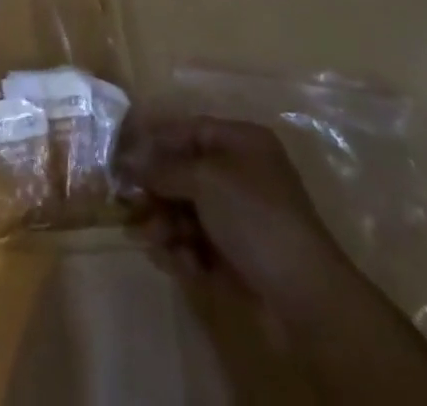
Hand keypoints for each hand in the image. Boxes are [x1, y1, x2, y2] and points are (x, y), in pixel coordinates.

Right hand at [117, 108, 350, 311]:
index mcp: (242, 143)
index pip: (189, 129)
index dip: (155, 139)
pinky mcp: (238, 256)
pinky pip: (199, 242)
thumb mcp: (204, 180)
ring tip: (153, 239)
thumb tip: (130, 161)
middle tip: (129, 204)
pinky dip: (184, 250)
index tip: (121, 153)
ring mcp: (240, 217)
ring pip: (188, 210)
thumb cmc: (254, 217)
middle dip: (156, 189)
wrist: (305, 297)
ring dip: (165, 223)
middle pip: (185, 172)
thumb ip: (164, 167)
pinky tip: (179, 262)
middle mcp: (241, 174)